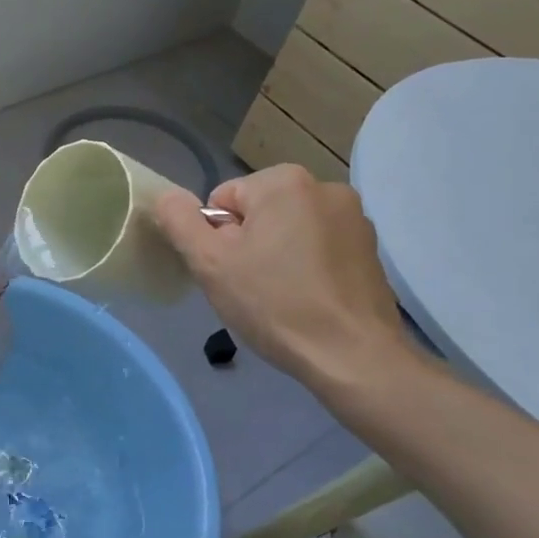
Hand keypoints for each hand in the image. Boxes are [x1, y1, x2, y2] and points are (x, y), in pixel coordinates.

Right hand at [153, 165, 408, 391]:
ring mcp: (354, 217)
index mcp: (283, 181)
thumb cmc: (274, 304)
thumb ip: (179, 221)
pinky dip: (308, 267)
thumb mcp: (209, 263)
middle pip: (258, 212)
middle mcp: (324, 186)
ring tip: (281, 297)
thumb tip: (168, 196)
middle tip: (251, 287)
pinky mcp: (370, 248)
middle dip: (248, 244)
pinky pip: (319, 248)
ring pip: (289, 230)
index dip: (217, 239)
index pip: (223, 200)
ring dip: (277, 255)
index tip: (231, 272)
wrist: (353, 356)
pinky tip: (309, 300)